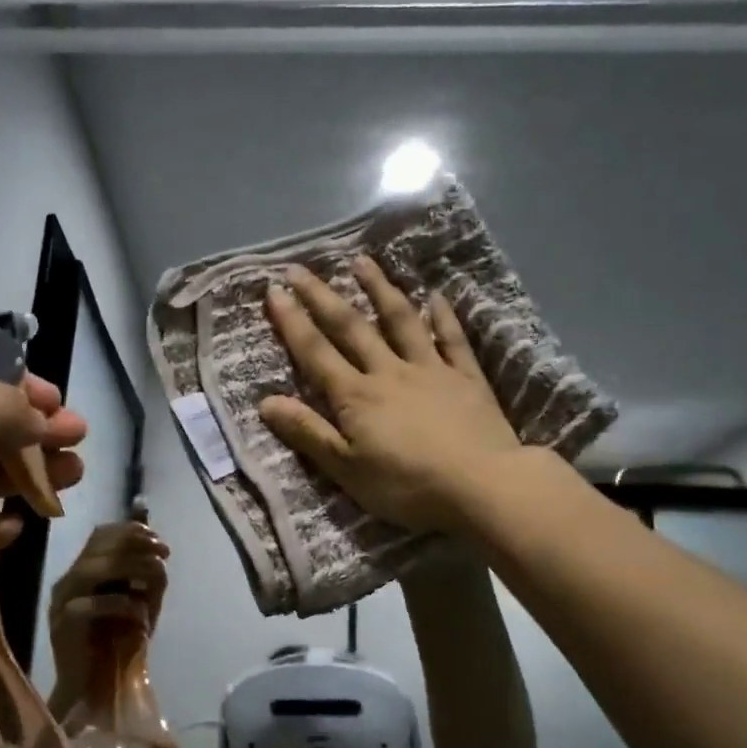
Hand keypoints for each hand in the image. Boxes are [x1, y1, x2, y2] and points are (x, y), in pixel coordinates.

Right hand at [48, 521, 169, 703]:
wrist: (100, 689)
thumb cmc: (120, 644)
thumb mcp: (140, 602)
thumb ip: (145, 575)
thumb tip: (157, 548)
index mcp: (83, 571)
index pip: (101, 534)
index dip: (132, 531)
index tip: (160, 542)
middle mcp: (68, 581)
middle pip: (99, 546)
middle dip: (137, 545)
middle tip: (163, 555)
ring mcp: (62, 603)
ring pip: (93, 568)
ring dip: (132, 567)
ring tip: (157, 575)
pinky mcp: (62, 626)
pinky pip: (90, 605)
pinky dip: (122, 605)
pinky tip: (142, 614)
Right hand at [258, 255, 521, 535]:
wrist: (481, 485)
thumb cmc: (407, 485)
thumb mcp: (347, 469)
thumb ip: (308, 432)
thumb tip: (265, 401)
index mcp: (356, 396)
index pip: (316, 352)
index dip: (292, 322)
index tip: (274, 289)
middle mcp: (389, 371)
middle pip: (351, 327)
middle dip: (323, 296)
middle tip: (301, 268)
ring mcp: (431, 369)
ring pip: (401, 321)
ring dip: (379, 289)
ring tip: (362, 262)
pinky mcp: (467, 377)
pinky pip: (452, 339)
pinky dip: (444, 316)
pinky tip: (437, 295)